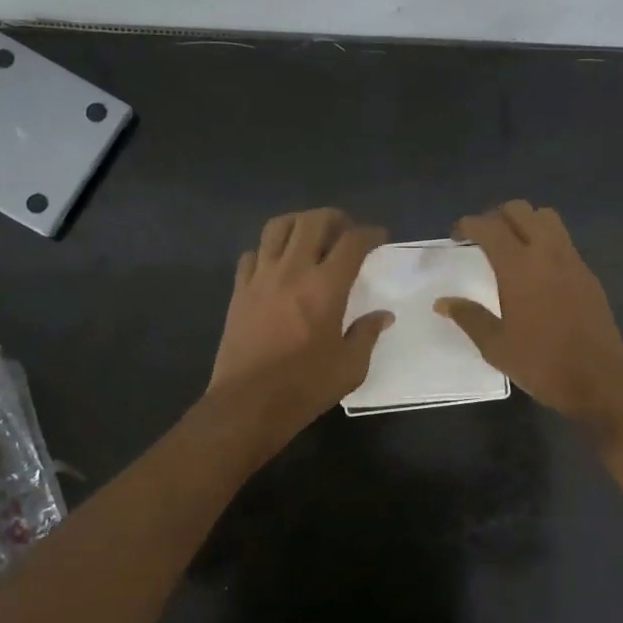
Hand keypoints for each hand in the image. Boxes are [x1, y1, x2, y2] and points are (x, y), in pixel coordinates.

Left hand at [208, 208, 393, 431]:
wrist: (248, 403)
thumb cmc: (305, 386)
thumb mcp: (350, 367)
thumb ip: (367, 334)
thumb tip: (383, 316)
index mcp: (326, 287)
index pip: (352, 242)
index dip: (370, 233)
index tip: (379, 238)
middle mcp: (293, 271)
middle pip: (312, 222)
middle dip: (334, 219)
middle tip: (346, 231)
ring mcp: (261, 278)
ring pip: (277, 228)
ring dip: (299, 224)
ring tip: (310, 237)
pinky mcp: (239, 291)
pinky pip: (252, 254)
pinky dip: (268, 250)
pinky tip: (277, 265)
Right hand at [435, 200, 622, 433]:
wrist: (598, 380)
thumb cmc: (541, 363)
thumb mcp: (496, 346)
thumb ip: (469, 317)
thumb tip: (443, 302)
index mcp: (518, 267)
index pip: (490, 227)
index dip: (469, 225)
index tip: (456, 236)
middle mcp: (547, 253)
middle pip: (520, 211)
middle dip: (497, 216)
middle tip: (483, 238)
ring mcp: (572, 261)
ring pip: (547, 218)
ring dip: (525, 222)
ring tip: (511, 246)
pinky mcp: (588, 274)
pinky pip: (564, 241)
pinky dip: (546, 241)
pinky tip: (537, 270)